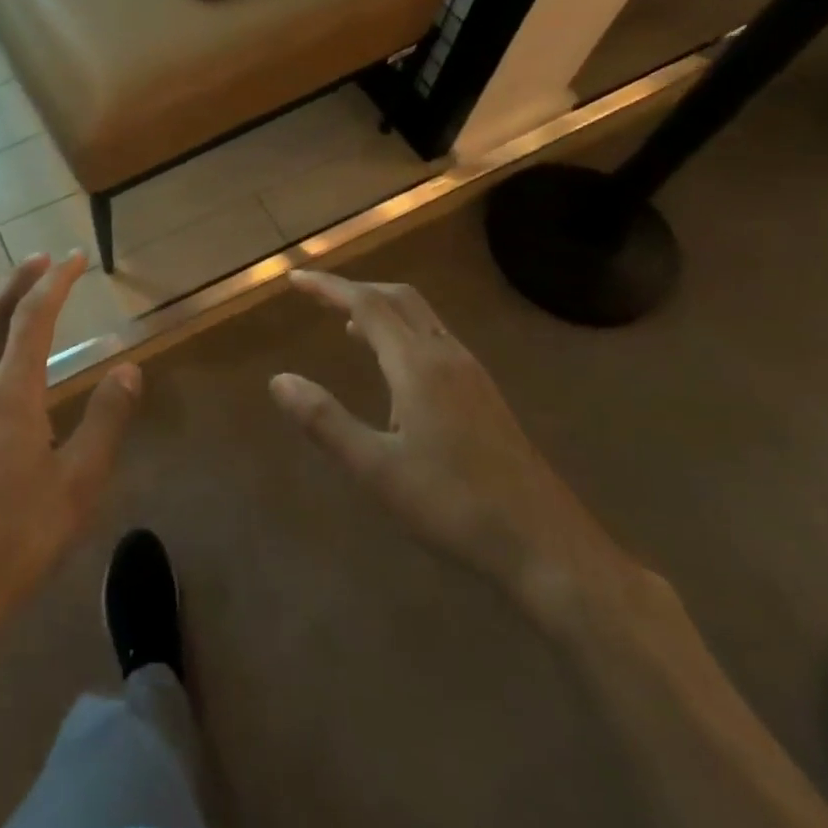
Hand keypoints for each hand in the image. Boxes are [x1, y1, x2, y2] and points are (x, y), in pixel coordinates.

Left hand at [0, 251, 140, 664]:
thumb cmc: (17, 540)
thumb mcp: (78, 485)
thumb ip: (106, 421)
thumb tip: (129, 369)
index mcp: (9, 394)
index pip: (32, 317)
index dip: (55, 282)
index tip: (75, 259)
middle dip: (17, 280)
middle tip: (44, 259)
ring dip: (2, 309)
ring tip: (29, 300)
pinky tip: (9, 366)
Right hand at [270, 270, 626, 620]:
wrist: (548, 547)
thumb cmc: (455, 506)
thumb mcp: (376, 469)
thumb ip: (325, 421)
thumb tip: (279, 380)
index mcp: (418, 365)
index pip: (367, 305)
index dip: (329, 287)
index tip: (295, 280)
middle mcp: (447, 356)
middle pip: (399, 299)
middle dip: (356, 289)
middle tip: (318, 295)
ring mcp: (472, 375)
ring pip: (422, 318)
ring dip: (382, 309)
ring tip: (347, 325)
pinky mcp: (485, 396)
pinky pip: (436, 340)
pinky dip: (403, 332)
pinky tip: (394, 370)